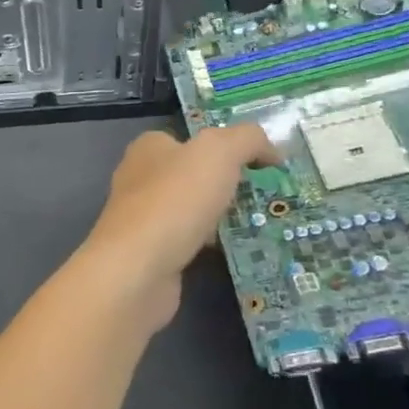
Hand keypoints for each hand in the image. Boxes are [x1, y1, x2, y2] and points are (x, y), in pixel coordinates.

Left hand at [78, 124, 275, 330]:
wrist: (138, 269)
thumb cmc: (175, 199)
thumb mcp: (218, 152)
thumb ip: (247, 140)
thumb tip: (270, 149)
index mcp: (148, 148)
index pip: (188, 140)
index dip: (224, 147)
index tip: (260, 164)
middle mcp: (139, 179)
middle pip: (191, 175)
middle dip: (225, 184)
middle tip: (265, 195)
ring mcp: (142, 218)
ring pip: (190, 210)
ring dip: (219, 216)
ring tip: (259, 223)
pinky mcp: (149, 252)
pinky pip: (188, 241)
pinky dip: (209, 245)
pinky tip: (233, 251)